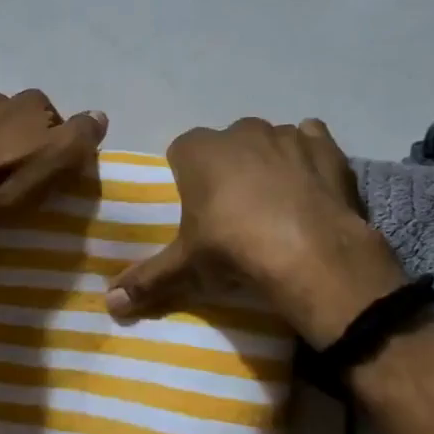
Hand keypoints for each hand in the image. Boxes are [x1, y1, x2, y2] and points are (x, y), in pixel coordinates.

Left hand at [0, 90, 107, 217]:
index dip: (53, 135)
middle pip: (14, 115)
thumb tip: (99, 115)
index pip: (49, 112)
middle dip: (18, 135)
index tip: (50, 162)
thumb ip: (83, 134)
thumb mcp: (59, 160)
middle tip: (18, 168)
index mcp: (27, 102)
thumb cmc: (6, 178)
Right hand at [105, 117, 405, 343]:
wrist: (311, 255)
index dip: (187, 178)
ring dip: (268, 162)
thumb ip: (146, 280)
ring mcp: (284, 134)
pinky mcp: (325, 145)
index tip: (196, 208)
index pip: (181, 152)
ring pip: (269, 141)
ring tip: (276, 205)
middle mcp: (239, 131)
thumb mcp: (185, 268)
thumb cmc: (234, 250)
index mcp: (198, 151)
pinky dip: (308, 157)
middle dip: (228, 168)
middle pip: (226, 145)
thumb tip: (108, 303)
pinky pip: (310, 140)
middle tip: (235, 211)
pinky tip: (310, 186)